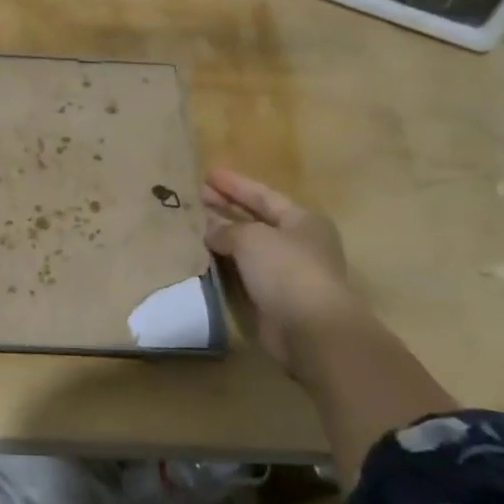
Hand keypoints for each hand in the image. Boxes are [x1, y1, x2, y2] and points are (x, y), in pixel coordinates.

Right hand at [201, 169, 359, 368]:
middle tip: (195, 197)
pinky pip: (243, 273)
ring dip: (222, 237)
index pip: (263, 195)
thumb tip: (210, 230)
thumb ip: (227, 229)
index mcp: (302, 220)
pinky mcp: (273, 299)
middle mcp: (297, 243)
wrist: (311, 329)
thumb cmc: (287, 269)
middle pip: (256, 220)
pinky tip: (202, 257)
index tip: (207, 174)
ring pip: (247, 248)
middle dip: (226, 208)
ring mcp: (286, 273)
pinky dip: (224, 264)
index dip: (234, 184)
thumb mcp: (252, 238)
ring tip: (192, 225)